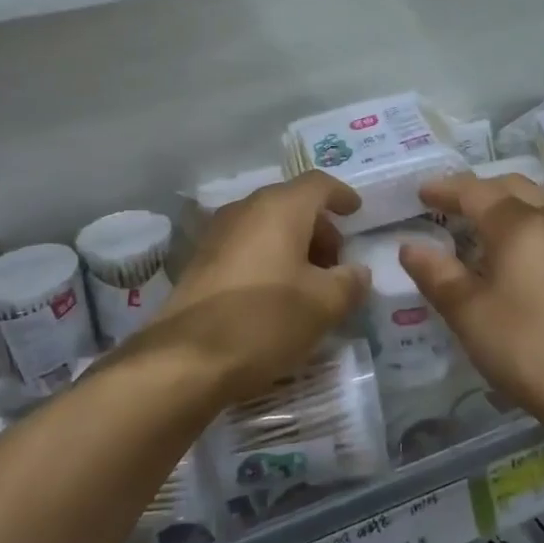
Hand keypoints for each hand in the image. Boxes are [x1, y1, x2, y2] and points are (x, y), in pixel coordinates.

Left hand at [156, 172, 369, 399]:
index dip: (342, 196)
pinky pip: (246, 246)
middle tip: (337, 263)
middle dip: (319, 228)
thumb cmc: (265, 320)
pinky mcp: (200, 261)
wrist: (186, 358)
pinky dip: (269, 259)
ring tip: (310, 284)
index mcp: (279, 208)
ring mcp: (217, 233)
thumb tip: (356, 272)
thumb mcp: (323, 305)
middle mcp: (245, 209)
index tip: (357, 213)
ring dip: (294, 246)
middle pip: (291, 204)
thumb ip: (350, 282)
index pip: (318, 184)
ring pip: (267, 226)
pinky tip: (276, 295)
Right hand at [400, 173, 543, 429]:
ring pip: (539, 204)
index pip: (475, 191)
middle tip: (448, 206)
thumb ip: (436, 273)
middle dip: (478, 190)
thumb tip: (410, 247)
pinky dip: (528, 225)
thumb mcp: (467, 312)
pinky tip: (518, 255)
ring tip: (480, 228)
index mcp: (520, 224)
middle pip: (512, 187)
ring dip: (506, 205)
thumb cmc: (527, 346)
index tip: (420, 194)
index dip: (444, 189)